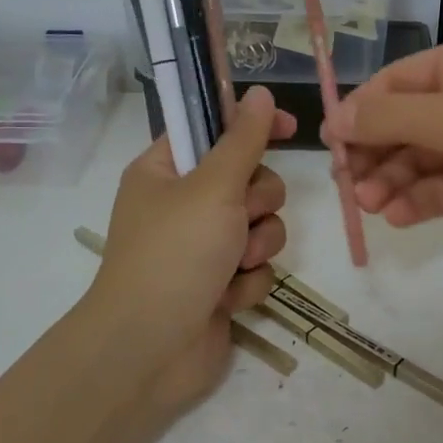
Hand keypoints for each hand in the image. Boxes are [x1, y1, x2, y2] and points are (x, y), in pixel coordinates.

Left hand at [89, 87, 295, 408]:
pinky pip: (256, 267)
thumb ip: (244, 140)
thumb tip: (261, 93)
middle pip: (249, 181)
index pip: (214, 129)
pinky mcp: (219, 284)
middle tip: (240, 216)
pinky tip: (226, 298)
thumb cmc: (174, 255)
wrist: (150, 349)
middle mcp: (183, 205)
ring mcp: (202, 247)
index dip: (251, 125)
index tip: (291, 128)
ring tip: (234, 265)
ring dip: (256, 245)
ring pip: (260, 226)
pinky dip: (247, 282)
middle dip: (256, 202)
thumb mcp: (212, 187)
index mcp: (165, 171)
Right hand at [324, 35, 442, 265]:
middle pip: (407, 124)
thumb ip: (392, 119)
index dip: (362, 110)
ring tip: (371, 204)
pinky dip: (420, 201)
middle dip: (376, 152)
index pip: (399, 82)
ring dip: (393, 181)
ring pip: (422, 160)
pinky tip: (398, 216)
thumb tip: (336, 119)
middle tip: (347, 183)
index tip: (329, 142)